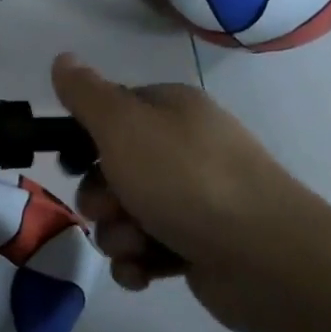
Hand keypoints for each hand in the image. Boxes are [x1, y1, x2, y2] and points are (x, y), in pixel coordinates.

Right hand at [52, 53, 330, 331]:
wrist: (267, 258)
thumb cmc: (187, 180)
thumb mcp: (123, 126)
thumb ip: (86, 94)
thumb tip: (63, 59)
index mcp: (172, 111)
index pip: (112, 113)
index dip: (84, 138)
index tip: (71, 162)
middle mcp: (184, 150)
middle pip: (113, 169)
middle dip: (100, 196)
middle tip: (109, 208)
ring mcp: (195, 200)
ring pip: (126, 214)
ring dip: (118, 234)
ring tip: (136, 244)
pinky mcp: (200, 246)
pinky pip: (148, 250)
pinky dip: (139, 262)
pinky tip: (145, 272)